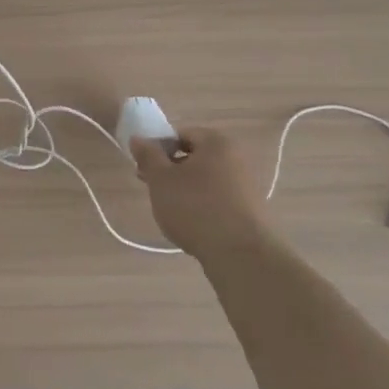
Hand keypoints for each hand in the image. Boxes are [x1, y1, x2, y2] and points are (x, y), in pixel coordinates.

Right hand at [129, 126, 264, 255]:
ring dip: (184, 188)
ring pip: (204, 179)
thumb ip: (148, 155)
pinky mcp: (249, 210)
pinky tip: (190, 223)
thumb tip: (138, 138)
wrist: (240, 254)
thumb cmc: (195, 207)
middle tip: (152, 188)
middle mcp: (236, 158)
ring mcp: (245, 184)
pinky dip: (201, 204)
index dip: (158, 148)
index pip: (181, 134)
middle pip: (194, 156)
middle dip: (170, 170)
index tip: (145, 168)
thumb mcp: (161, 179)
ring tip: (169, 209)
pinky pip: (217, 198)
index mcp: (216, 143)